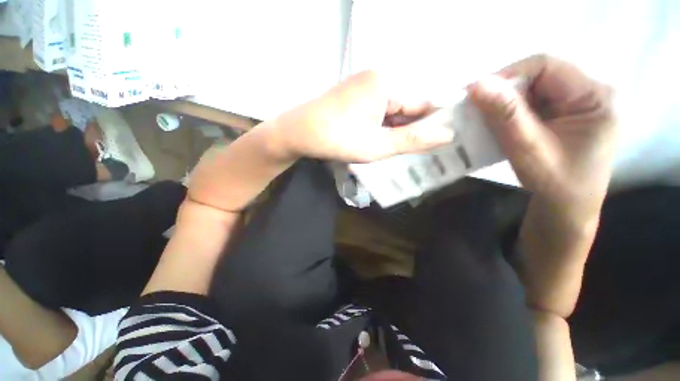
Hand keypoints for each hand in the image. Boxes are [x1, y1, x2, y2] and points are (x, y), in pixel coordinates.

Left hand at [270, 70, 454, 162]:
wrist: (297, 133)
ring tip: (399, 151)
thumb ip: (412, 140)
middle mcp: (378, 78)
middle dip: (412, 130)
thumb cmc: (336, 139)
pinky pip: (380, 112)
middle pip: (407, 107)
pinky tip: (382, 142)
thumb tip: (448, 134)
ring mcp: (365, 86)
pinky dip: (383, 128)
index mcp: (387, 83)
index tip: (445, 143)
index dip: (433, 125)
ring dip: (396, 131)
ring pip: (393, 111)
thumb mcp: (377, 145)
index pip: (423, 103)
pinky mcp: (357, 96)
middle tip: (419, 153)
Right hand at [469, 55, 616, 217]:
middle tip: (479, 110)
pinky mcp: (567, 114)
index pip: (547, 66)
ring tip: (487, 120)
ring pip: (534, 88)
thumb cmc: (555, 183)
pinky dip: (513, 111)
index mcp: (594, 97)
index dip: (508, 75)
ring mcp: (579, 103)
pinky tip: (502, 125)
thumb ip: (505, 115)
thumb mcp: (528, 149)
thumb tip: (477, 84)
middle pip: (540, 75)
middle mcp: (591, 93)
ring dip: (507, 103)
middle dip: (505, 91)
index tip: (476, 93)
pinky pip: (535, 102)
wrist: (567, 207)